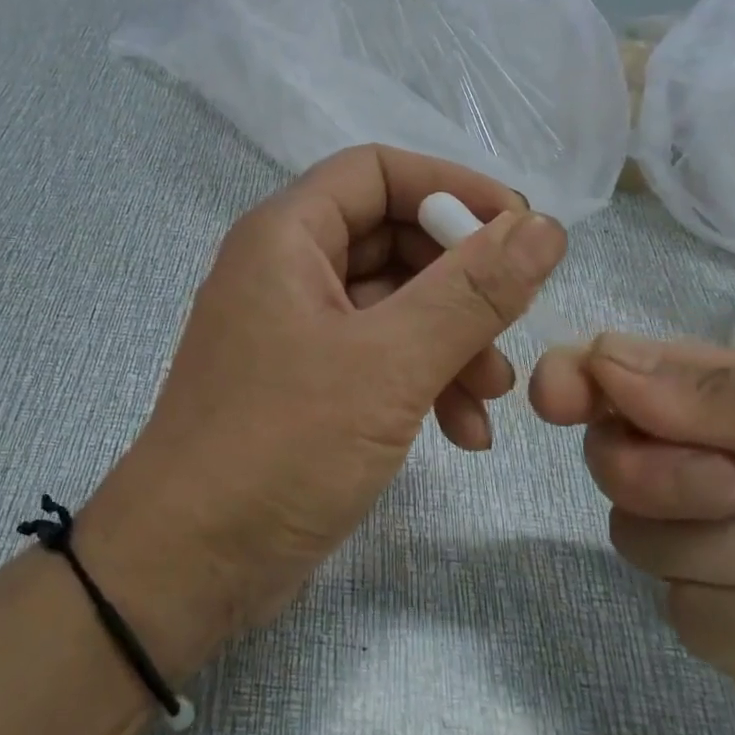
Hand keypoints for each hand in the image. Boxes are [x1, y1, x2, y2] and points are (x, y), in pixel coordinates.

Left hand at [95, 146, 565, 648]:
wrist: (190, 563)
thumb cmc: (280, 447)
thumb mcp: (389, 364)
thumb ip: (471, 291)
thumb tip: (543, 227)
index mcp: (286, 237)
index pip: (377, 171)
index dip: (451, 189)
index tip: (520, 232)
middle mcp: (286, 272)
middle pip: (391, 239)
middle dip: (460, 282)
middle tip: (513, 327)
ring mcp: (294, 332)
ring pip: (393, 306)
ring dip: (452, 341)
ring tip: (493, 398)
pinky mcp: (306, 387)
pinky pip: (378, 358)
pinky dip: (424, 382)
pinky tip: (464, 433)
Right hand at [530, 334, 734, 734]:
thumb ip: (725, 393)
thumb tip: (596, 359)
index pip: (624, 375)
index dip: (577, 379)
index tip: (554, 397)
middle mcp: (709, 467)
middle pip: (611, 458)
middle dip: (668, 477)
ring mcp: (710, 552)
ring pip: (642, 539)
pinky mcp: (721, 632)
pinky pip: (693, 614)